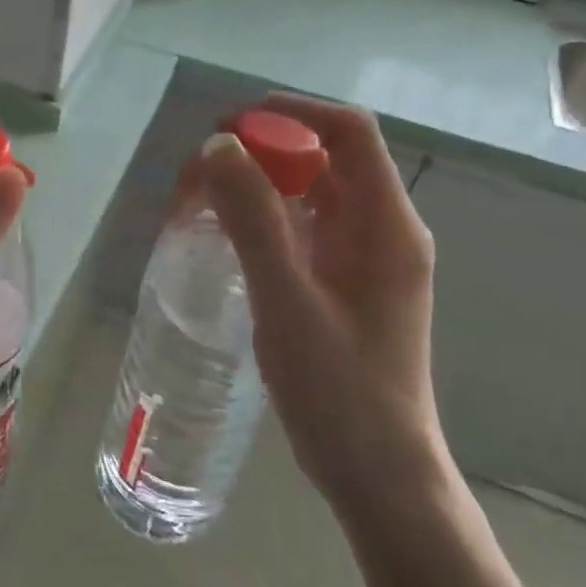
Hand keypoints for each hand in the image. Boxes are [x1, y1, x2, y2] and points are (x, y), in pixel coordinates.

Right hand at [197, 92, 446, 510]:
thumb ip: (253, 222)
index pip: (348, 132)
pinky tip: (223, 235)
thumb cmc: (339, 390)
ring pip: (310, 192)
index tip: (227, 126)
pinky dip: (262, 216)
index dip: (290, 113)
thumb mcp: (288, 301)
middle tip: (198, 171)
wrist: (377, 474)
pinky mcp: (343, 282)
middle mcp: (382, 229)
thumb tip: (218, 147)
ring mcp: (364, 257)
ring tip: (199, 197)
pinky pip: (302, 226)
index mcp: (387, 225)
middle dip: (261, 148)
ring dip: (257, 182)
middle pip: (325, 157)